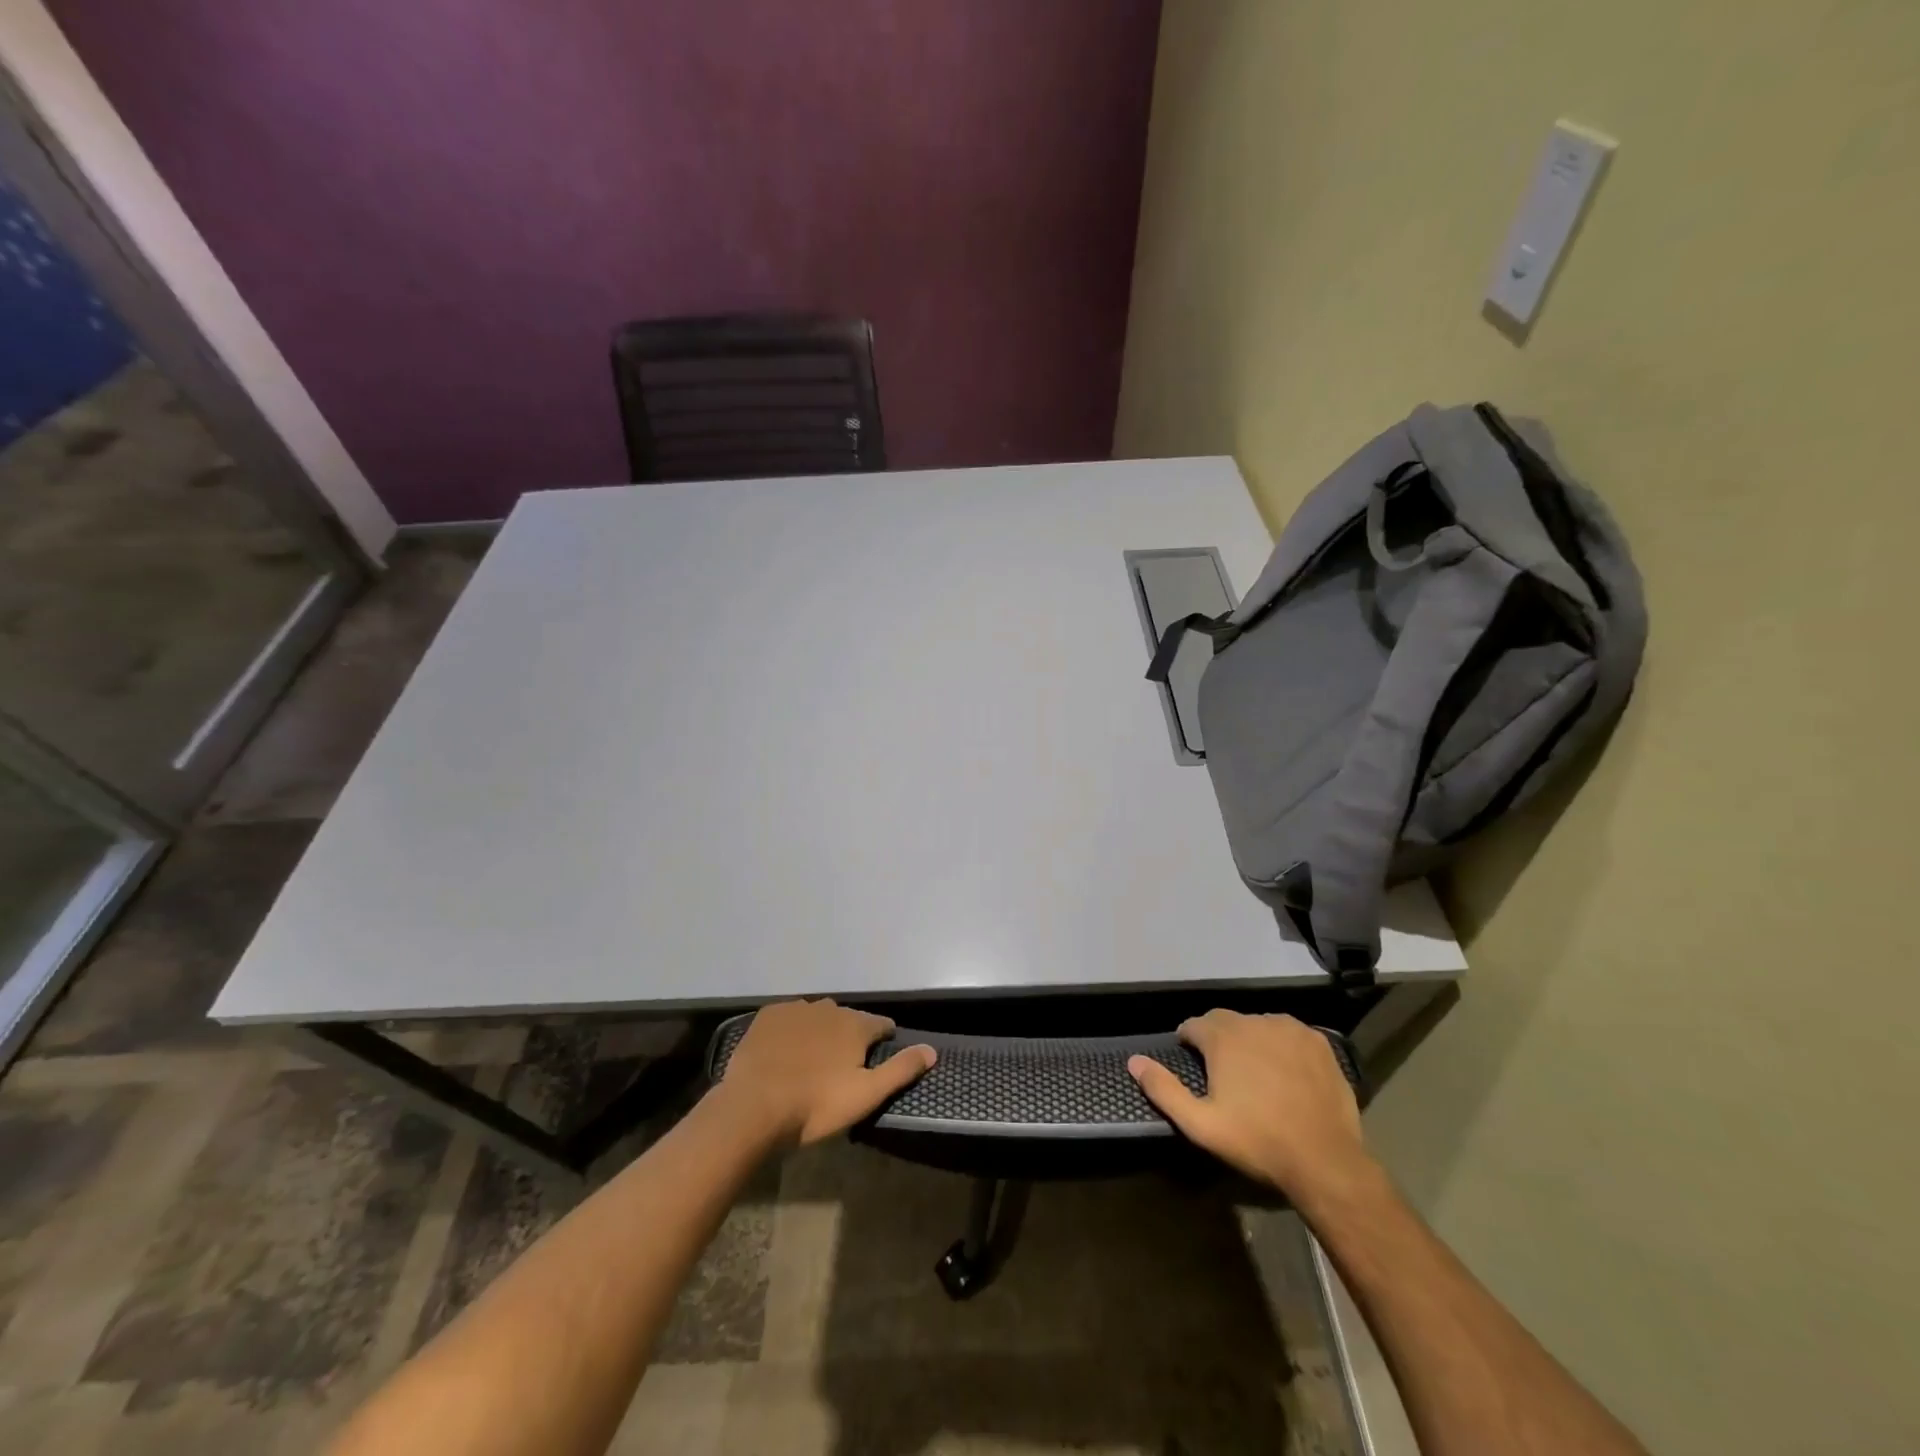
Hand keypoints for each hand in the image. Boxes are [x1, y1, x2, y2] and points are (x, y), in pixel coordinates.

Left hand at [716, 999, 935, 1145]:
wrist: (753, 1108)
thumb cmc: (815, 1106)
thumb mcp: (866, 1095)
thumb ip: (901, 1070)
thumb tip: (932, 1050)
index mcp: (855, 1024)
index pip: (882, 1025)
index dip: (883, 1041)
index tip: (875, 1062)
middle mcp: (829, 1007)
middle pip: (848, 1019)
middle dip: (849, 1037)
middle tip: (840, 1069)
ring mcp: (796, 1009)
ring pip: (818, 1016)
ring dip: (820, 1033)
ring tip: (811, 1062)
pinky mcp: (768, 1016)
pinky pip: (789, 1018)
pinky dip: (792, 1031)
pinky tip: (784, 1053)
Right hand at [1128, 1011, 1368, 1199]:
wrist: (1325, 1160)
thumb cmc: (1257, 1141)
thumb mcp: (1200, 1124)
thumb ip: (1163, 1089)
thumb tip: (1133, 1061)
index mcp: (1223, 1037)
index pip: (1193, 1025)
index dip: (1188, 1043)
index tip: (1193, 1065)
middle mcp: (1254, 1021)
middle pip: (1225, 1021)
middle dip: (1218, 1040)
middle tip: (1223, 1074)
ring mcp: (1290, 1029)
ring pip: (1258, 1025)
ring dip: (1250, 1041)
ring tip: (1256, 1074)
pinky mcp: (1318, 1041)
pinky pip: (1289, 1033)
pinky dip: (1281, 1046)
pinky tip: (1286, 1073)